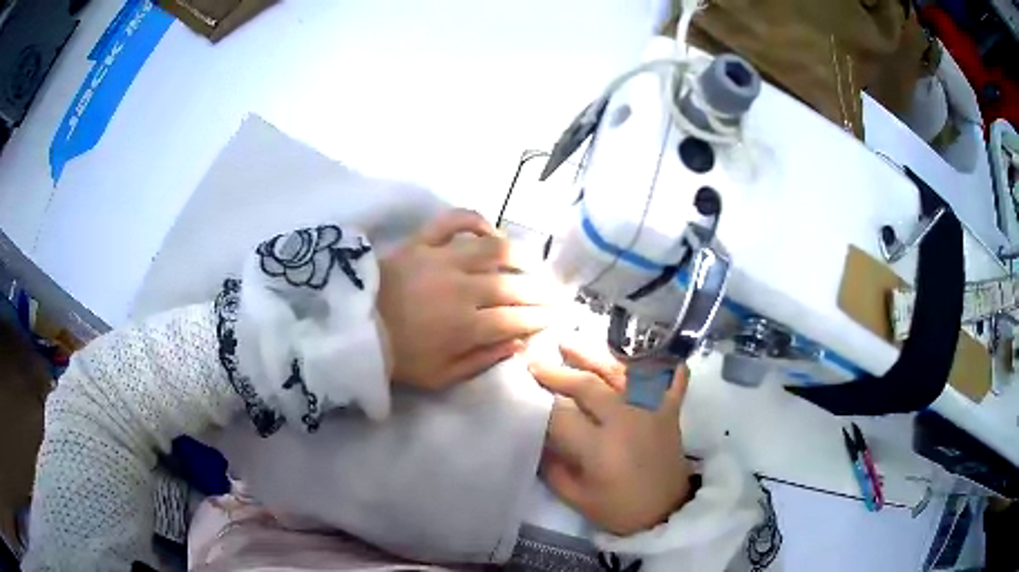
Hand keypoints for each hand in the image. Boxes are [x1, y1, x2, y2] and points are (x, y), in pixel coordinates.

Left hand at [378, 209, 550, 389]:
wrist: (352, 329)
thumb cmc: (398, 357)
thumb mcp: (441, 376)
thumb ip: (482, 360)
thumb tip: (518, 344)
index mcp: (466, 326)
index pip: (517, 318)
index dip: (540, 318)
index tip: (554, 317)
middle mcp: (462, 288)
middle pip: (513, 285)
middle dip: (540, 291)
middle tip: (553, 294)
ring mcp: (442, 260)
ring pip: (493, 249)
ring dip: (519, 255)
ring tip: (531, 263)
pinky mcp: (423, 242)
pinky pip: (454, 221)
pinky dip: (475, 221)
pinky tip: (489, 232)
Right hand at [529, 345, 692, 535]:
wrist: (666, 511)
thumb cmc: (619, 508)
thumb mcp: (576, 497)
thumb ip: (552, 467)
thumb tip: (537, 436)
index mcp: (600, 448)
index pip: (561, 415)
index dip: (539, 401)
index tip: (523, 387)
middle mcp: (626, 421)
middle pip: (588, 386)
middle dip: (558, 372)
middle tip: (536, 360)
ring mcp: (652, 410)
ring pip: (622, 372)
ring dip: (595, 354)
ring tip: (570, 341)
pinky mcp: (670, 409)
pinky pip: (670, 376)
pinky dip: (661, 361)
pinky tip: (645, 347)